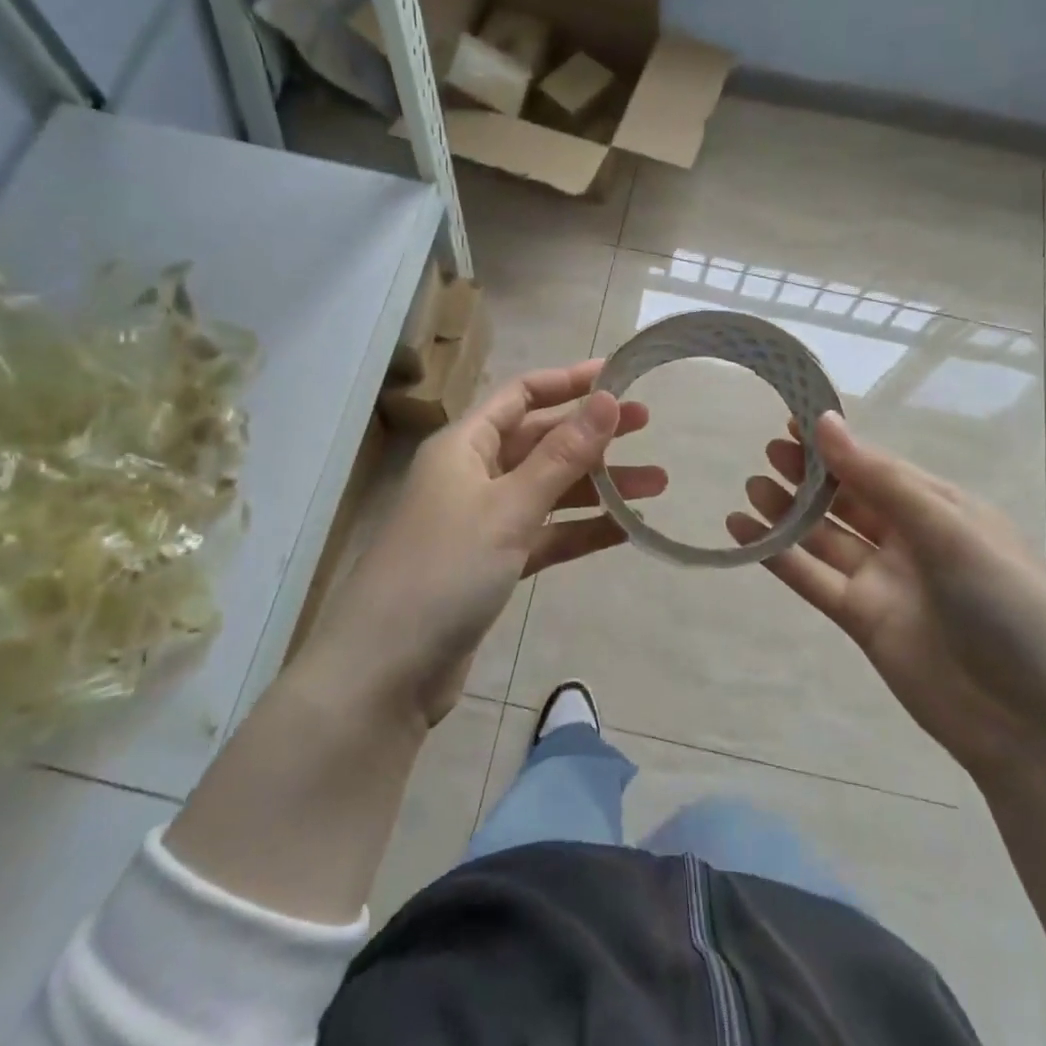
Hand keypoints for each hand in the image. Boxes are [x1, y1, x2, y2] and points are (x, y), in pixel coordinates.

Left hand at [310, 361, 663, 725]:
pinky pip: (545, 534)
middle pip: (540, 440)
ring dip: (598, 486)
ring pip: (549, 490)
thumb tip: (608, 399)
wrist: (387, 669)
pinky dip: (581, 530)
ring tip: (657, 484)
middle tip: (649, 426)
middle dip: (593, 434)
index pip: (522, 395)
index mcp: (465, 446)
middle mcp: (473, 474)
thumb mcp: (509, 506)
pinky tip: (626, 530)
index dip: (570, 381)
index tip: (620, 376)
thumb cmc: (444, 570)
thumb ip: (562, 455)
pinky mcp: (492, 564)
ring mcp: (482, 521)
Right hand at [726, 412, 1045, 778]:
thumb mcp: (951, 532)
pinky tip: (742, 532)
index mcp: (941, 508)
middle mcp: (909, 538)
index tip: (792, 417)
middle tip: (768, 451)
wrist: (1034, 725)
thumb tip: (825, 423)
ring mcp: (882, 580)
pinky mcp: (860, 619)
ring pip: (824, 535)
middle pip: (847, 497)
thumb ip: (881, 480)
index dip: (836, 441)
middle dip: (809, 473)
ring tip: (751, 487)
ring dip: (788, 511)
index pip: (878, 464)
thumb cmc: (1009, 609)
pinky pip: (811, 577)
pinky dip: (777, 555)